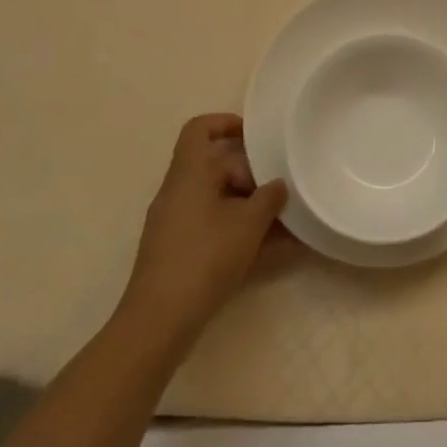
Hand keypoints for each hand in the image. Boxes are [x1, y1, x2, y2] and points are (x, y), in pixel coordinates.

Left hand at [120, 114, 290, 345]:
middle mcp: (178, 193)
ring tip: (287, 223)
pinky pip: (215, 229)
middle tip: (281, 193)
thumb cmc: (204, 258)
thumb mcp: (247, 224)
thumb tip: (277, 186)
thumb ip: (268, 198)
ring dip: (251, 209)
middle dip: (252, 177)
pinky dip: (241, 233)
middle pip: (216, 167)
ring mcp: (176, 224)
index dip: (226, 123)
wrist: (159, 323)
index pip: (199, 130)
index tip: (256, 137)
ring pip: (219, 201)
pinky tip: (276, 252)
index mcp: (188, 174)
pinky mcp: (179, 252)